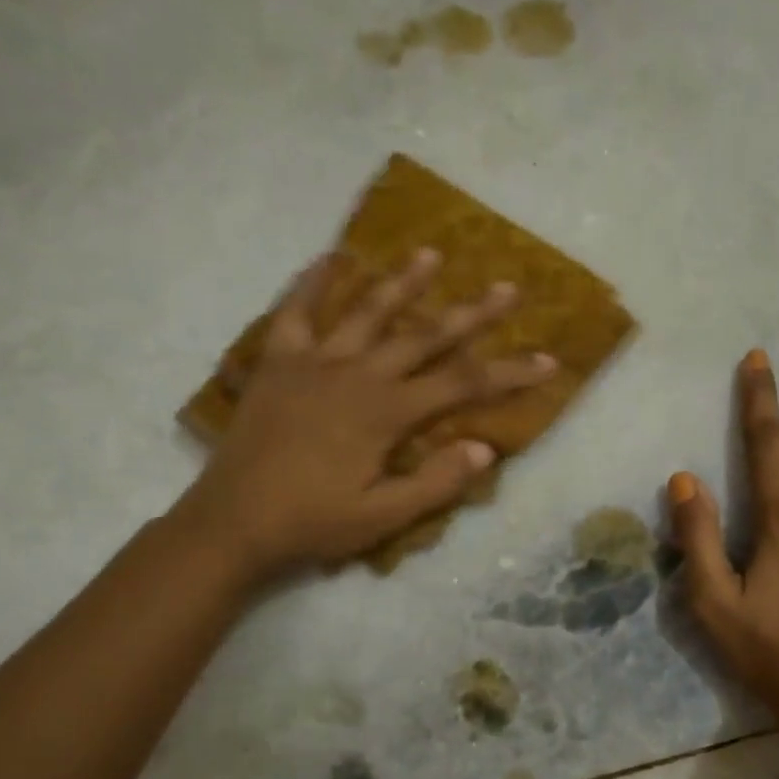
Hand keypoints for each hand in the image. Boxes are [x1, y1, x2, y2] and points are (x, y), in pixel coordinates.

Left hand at [171, 250, 553, 585]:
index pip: (463, 385)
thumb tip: (484, 448)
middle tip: (506, 286)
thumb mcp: (382, 517)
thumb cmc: (312, 524)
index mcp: (386, 413)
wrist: (231, 523)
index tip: (547, 360)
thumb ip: (436, 483)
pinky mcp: (278, 364)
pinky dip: (312, 283)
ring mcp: (314, 363)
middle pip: (425, 335)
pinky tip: (330, 258)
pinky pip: (296, 312)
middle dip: (471, 313)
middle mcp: (356, 374)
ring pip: (367, 312)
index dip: (509, 372)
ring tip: (430, 253)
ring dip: (403, 282)